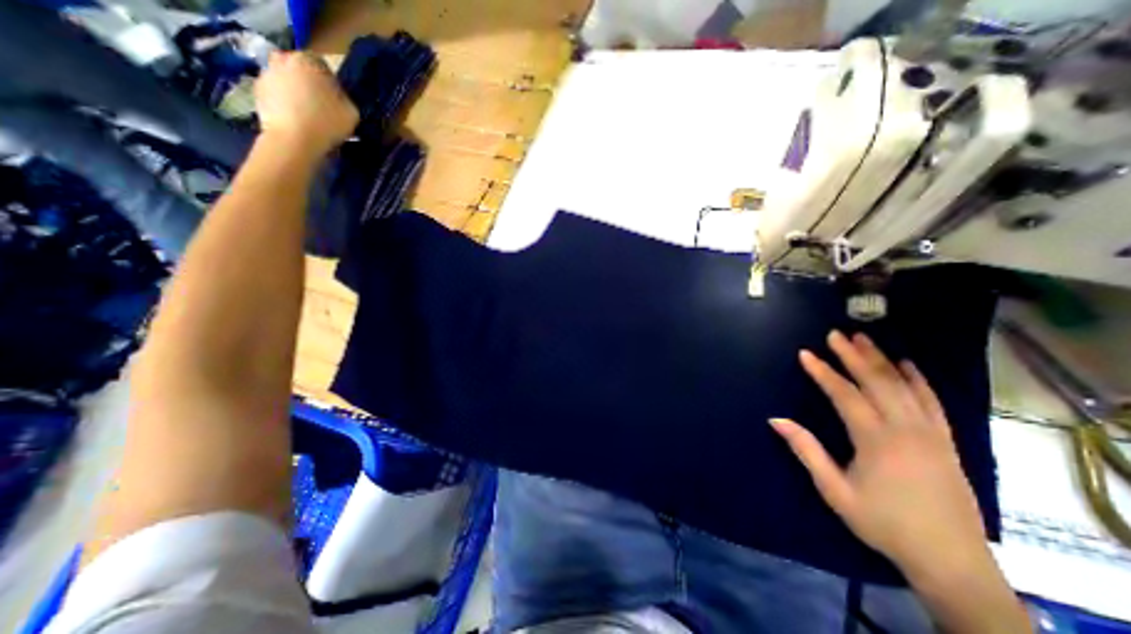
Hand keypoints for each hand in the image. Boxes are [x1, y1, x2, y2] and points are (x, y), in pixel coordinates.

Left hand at [255, 49, 356, 156]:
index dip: (331, 82)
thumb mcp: (351, 113)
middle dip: (308, 82)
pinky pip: (275, 92)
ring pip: (286, 79)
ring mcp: (266, 74)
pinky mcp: (256, 90)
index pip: (322, 64)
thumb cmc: (327, 124)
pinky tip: (295, 119)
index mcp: (307, 61)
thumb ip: (345, 99)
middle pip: (299, 68)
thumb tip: (337, 97)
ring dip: (295, 91)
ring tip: (307, 114)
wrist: (293, 140)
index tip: (336, 99)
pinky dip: (283, 102)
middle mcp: (282, 60)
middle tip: (320, 104)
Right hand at [774, 329, 990, 582]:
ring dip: (882, 360)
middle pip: (876, 382)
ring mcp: (930, 433)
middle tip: (835, 334)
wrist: (950, 560)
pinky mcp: (946, 441)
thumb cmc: (882, 522)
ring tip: (864, 339)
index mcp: (876, 440)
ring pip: (904, 386)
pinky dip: (918, 380)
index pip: (844, 394)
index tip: (806, 353)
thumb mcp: (834, 489)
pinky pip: (932, 402)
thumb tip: (775, 419)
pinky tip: (908, 365)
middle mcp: (906, 429)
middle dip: (853, 356)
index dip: (823, 372)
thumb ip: (805, 450)